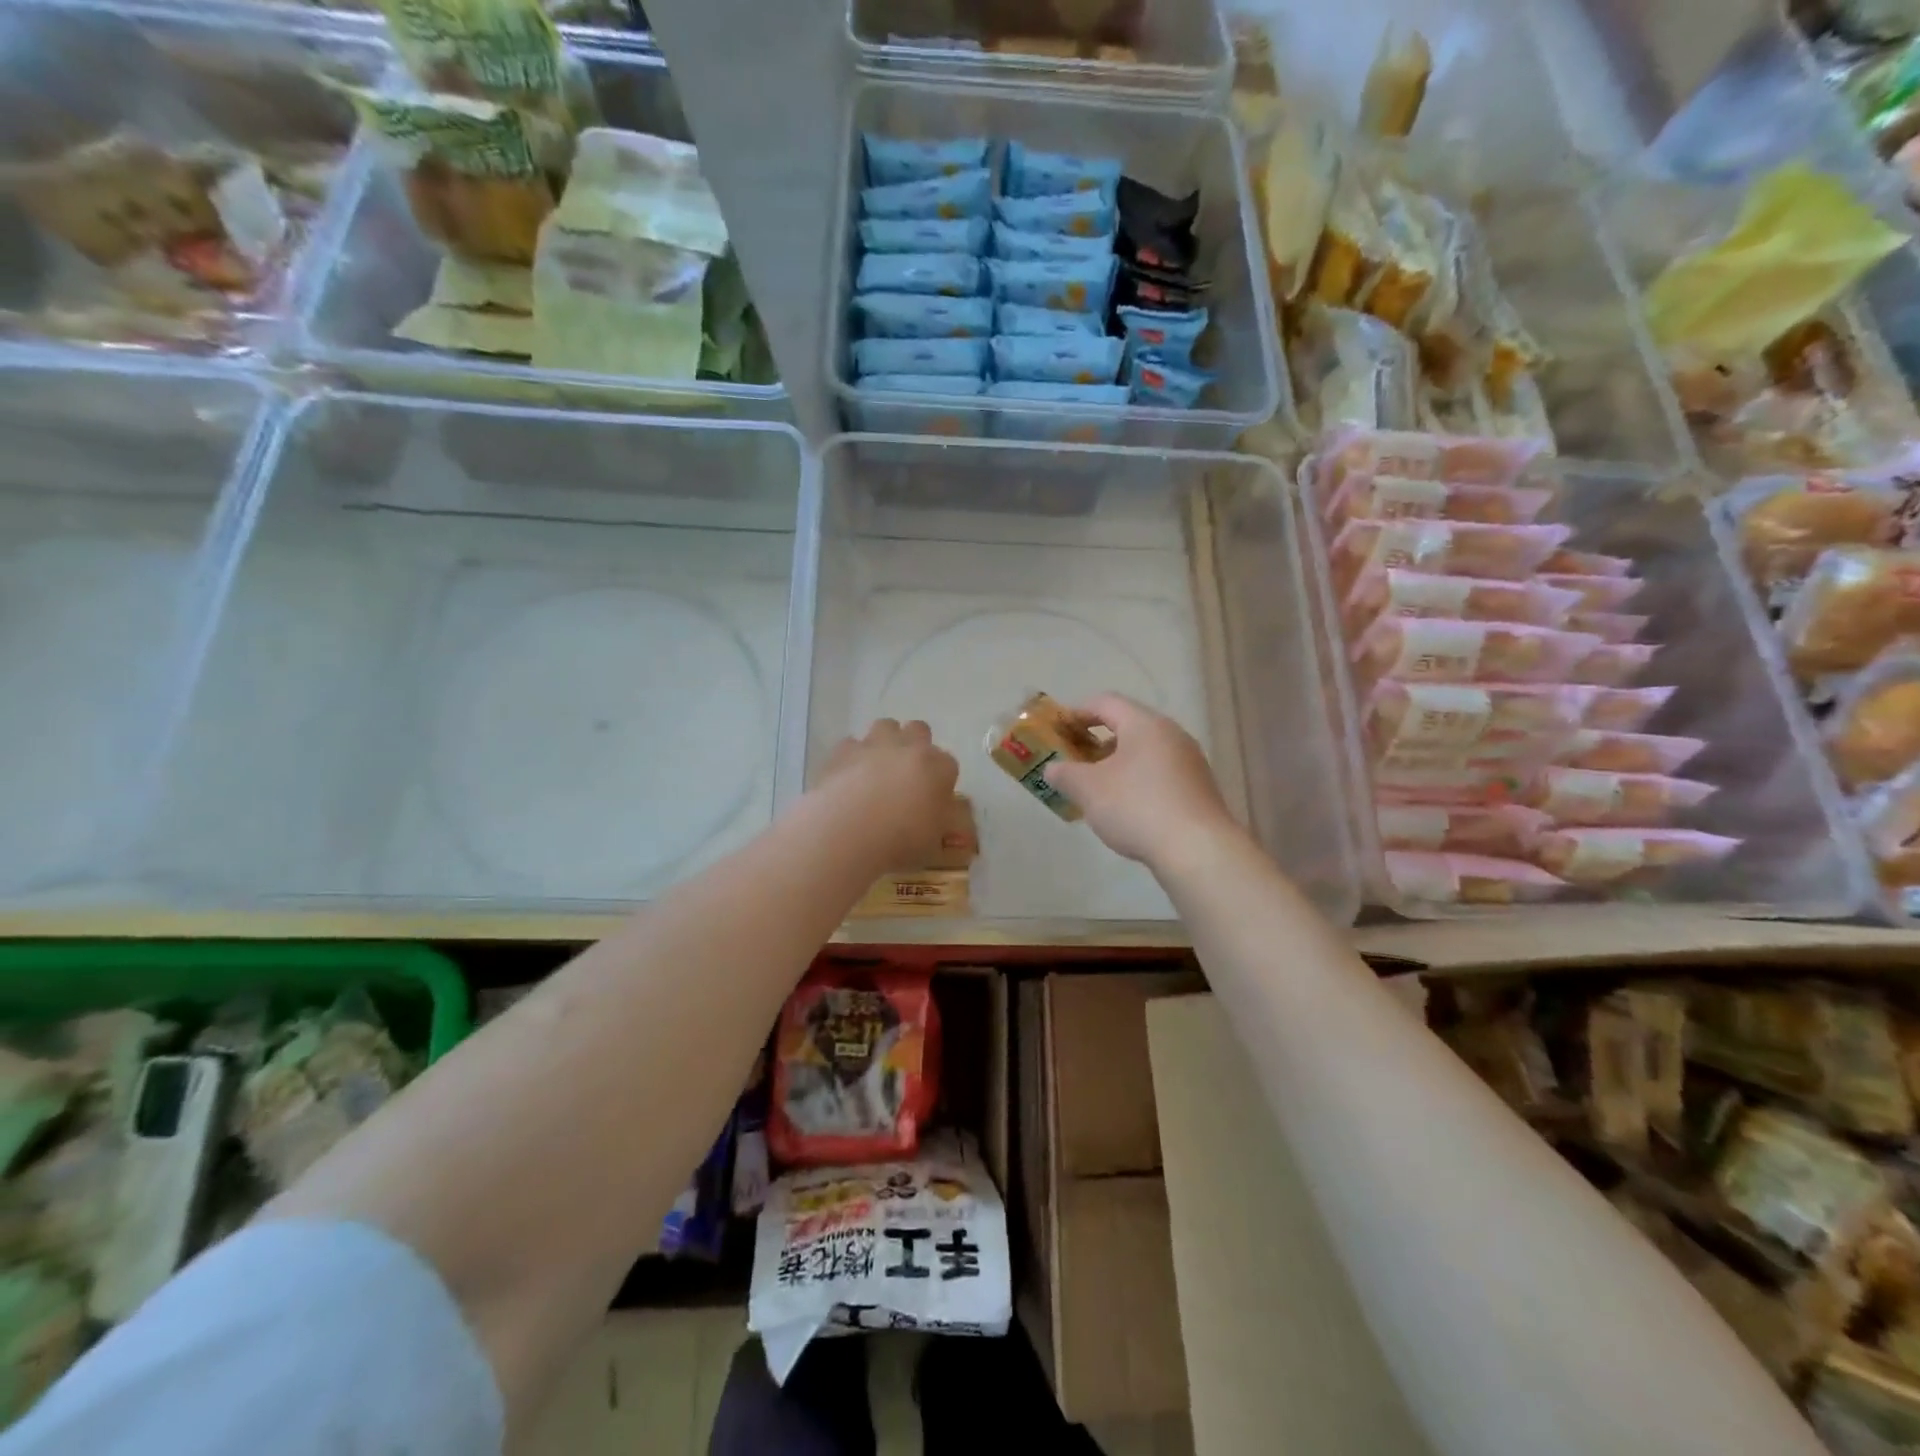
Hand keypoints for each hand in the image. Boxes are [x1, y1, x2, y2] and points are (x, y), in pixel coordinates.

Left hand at [816, 719, 959, 869]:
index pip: (949, 764)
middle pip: (919, 730)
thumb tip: (948, 812)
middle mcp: (909, 747)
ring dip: (886, 742)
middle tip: (907, 776)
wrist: (846, 833)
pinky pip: (852, 744)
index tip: (933, 798)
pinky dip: (853, 756)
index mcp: (938, 767)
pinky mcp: (842, 751)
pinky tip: (848, 777)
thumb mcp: (936, 844)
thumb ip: (947, 823)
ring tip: (877, 771)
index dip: (941, 780)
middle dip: (916, 746)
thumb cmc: (900, 842)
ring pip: (886, 726)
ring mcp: (874, 744)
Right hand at [1043, 694, 1240, 869]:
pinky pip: (1160, 773)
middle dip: (1097, 741)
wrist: (1197, 850)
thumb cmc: (1137, 807)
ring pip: (1145, 752)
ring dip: (1118, 763)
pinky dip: (1138, 781)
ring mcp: (1190, 762)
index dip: (1078, 712)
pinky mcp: (1199, 788)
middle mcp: (1172, 734)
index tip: (1059, 730)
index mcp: (1145, 724)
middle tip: (1074, 761)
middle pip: (1128, 726)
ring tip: (1097, 788)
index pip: (1106, 703)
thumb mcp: (1089, 790)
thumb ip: (1065, 774)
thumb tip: (1053, 769)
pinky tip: (1127, 808)